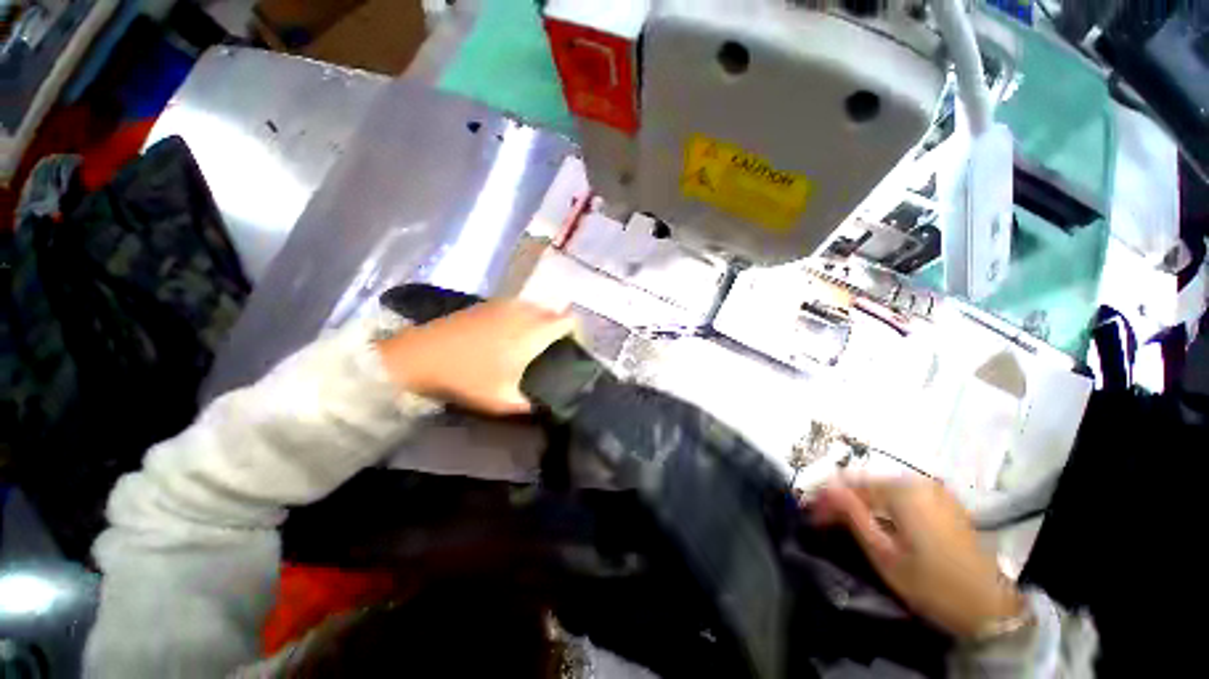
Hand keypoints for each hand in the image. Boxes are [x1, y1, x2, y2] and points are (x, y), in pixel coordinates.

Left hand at [377, 299, 574, 415]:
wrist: (419, 356)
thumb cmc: (466, 378)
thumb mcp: (502, 401)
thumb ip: (530, 405)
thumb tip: (546, 407)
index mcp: (533, 333)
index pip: (568, 321)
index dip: (577, 332)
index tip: (575, 346)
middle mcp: (523, 312)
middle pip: (553, 311)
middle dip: (559, 326)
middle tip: (554, 348)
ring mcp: (503, 305)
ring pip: (534, 306)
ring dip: (541, 319)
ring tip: (534, 340)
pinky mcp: (486, 304)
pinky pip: (516, 305)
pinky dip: (522, 315)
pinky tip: (509, 332)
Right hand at [811, 479, 1025, 639]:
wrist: (991, 608)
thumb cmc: (932, 584)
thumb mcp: (884, 554)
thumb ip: (853, 515)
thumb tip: (826, 488)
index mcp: (902, 491)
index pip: (850, 484)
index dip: (827, 498)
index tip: (811, 514)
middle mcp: (918, 482)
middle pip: (867, 483)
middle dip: (843, 499)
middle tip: (826, 520)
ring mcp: (935, 491)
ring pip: (883, 488)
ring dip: (862, 502)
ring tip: (846, 521)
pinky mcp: (944, 503)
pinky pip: (902, 495)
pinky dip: (883, 505)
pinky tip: (876, 521)